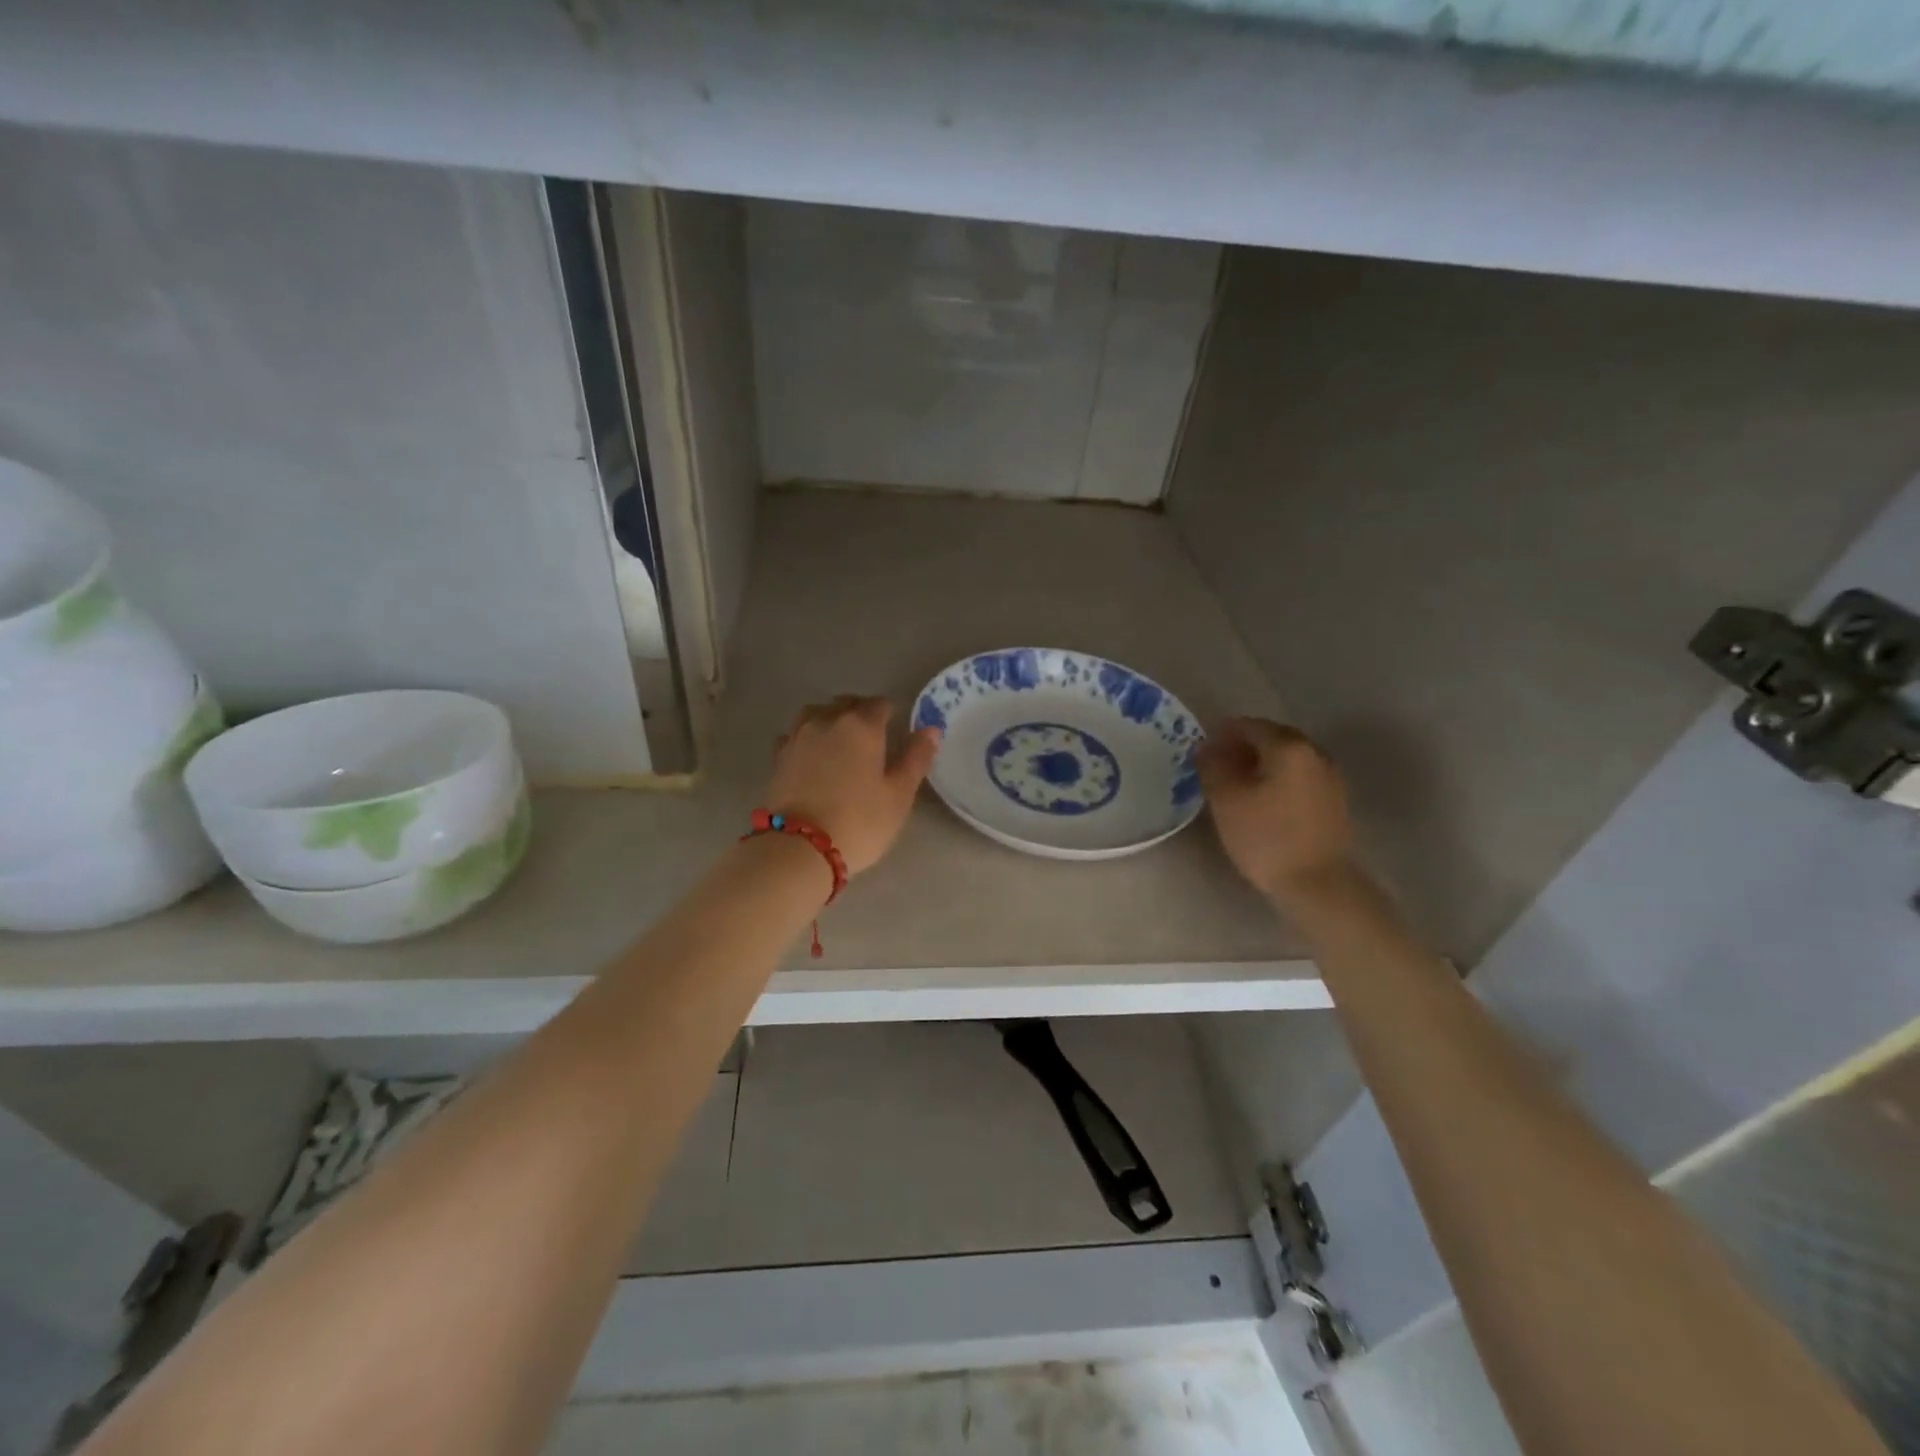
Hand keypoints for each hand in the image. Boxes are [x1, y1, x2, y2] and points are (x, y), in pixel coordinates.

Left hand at [765, 696, 941, 876]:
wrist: (798, 847)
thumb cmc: (859, 821)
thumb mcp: (899, 795)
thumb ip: (915, 758)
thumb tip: (931, 730)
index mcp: (862, 725)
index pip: (880, 705)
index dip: (891, 713)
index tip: (896, 729)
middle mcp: (827, 721)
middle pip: (846, 704)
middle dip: (860, 713)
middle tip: (871, 737)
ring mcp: (797, 737)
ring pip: (816, 714)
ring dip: (829, 720)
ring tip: (838, 741)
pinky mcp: (777, 757)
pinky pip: (795, 736)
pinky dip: (806, 739)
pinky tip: (810, 757)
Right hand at [1197, 718, 1355, 903]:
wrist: (1318, 884)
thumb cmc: (1266, 837)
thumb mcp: (1226, 799)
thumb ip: (1212, 765)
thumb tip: (1206, 747)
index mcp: (1288, 746)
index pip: (1248, 725)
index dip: (1220, 734)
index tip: (1201, 753)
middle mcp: (1314, 752)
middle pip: (1271, 737)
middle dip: (1241, 747)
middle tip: (1215, 767)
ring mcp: (1329, 776)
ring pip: (1286, 758)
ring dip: (1259, 764)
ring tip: (1235, 786)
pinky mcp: (1333, 800)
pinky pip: (1298, 776)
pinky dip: (1276, 779)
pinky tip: (1261, 801)